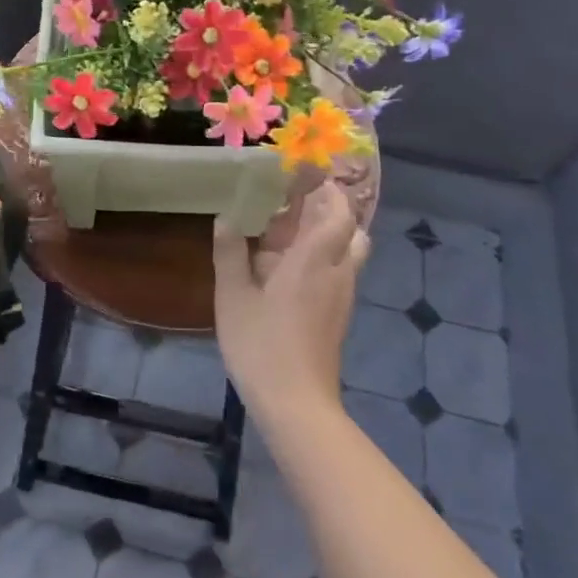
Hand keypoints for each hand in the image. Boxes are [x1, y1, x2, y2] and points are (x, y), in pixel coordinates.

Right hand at [212, 182, 369, 424]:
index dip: (326, 188)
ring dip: (329, 232)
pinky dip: (324, 256)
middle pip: (351, 228)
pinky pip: (340, 271)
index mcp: (313, 260)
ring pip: (349, 250)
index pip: (337, 211)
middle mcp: (336, 271)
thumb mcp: (232, 296)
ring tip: (291, 230)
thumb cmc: (261, 345)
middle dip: (330, 208)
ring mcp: (342, 295)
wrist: (296, 404)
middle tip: (295, 200)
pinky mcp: (339, 315)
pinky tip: (290, 267)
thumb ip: (230, 253)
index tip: (303, 173)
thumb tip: (226, 217)